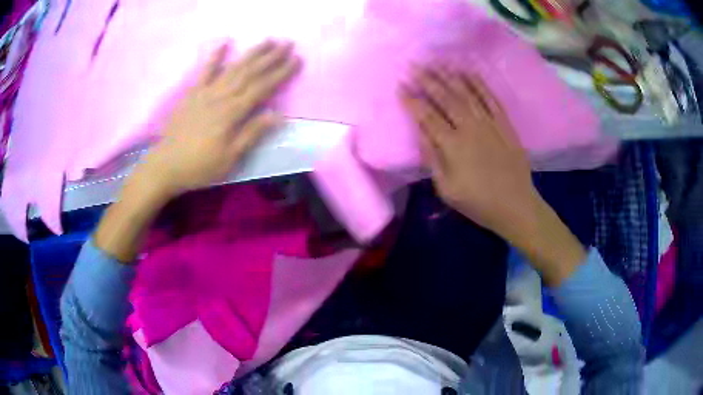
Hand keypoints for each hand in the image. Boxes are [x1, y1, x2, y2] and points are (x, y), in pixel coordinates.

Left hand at [138, 40, 301, 198]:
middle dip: (271, 56)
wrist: (166, 165)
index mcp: (232, 112)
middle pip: (250, 72)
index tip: (297, 59)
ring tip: (268, 40)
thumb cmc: (200, 166)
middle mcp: (221, 96)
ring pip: (233, 67)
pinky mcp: (192, 93)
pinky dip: (215, 56)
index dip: (281, 72)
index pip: (263, 87)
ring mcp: (205, 92)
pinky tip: (224, 43)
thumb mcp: (230, 157)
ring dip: (251, 52)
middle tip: (288, 43)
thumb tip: (278, 114)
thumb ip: (252, 133)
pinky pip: (205, 71)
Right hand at [401, 67, 537, 238]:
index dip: (412, 100)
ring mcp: (489, 123)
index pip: (427, 116)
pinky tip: (468, 72)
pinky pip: (490, 98)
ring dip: (450, 76)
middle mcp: (470, 127)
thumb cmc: (478, 202)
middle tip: (414, 65)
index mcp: (453, 146)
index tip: (401, 86)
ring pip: (466, 93)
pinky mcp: (504, 123)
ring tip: (436, 62)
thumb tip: (420, 131)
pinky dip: (478, 83)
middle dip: (427, 80)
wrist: (516, 205)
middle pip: (445, 98)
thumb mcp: (447, 189)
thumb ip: (432, 158)